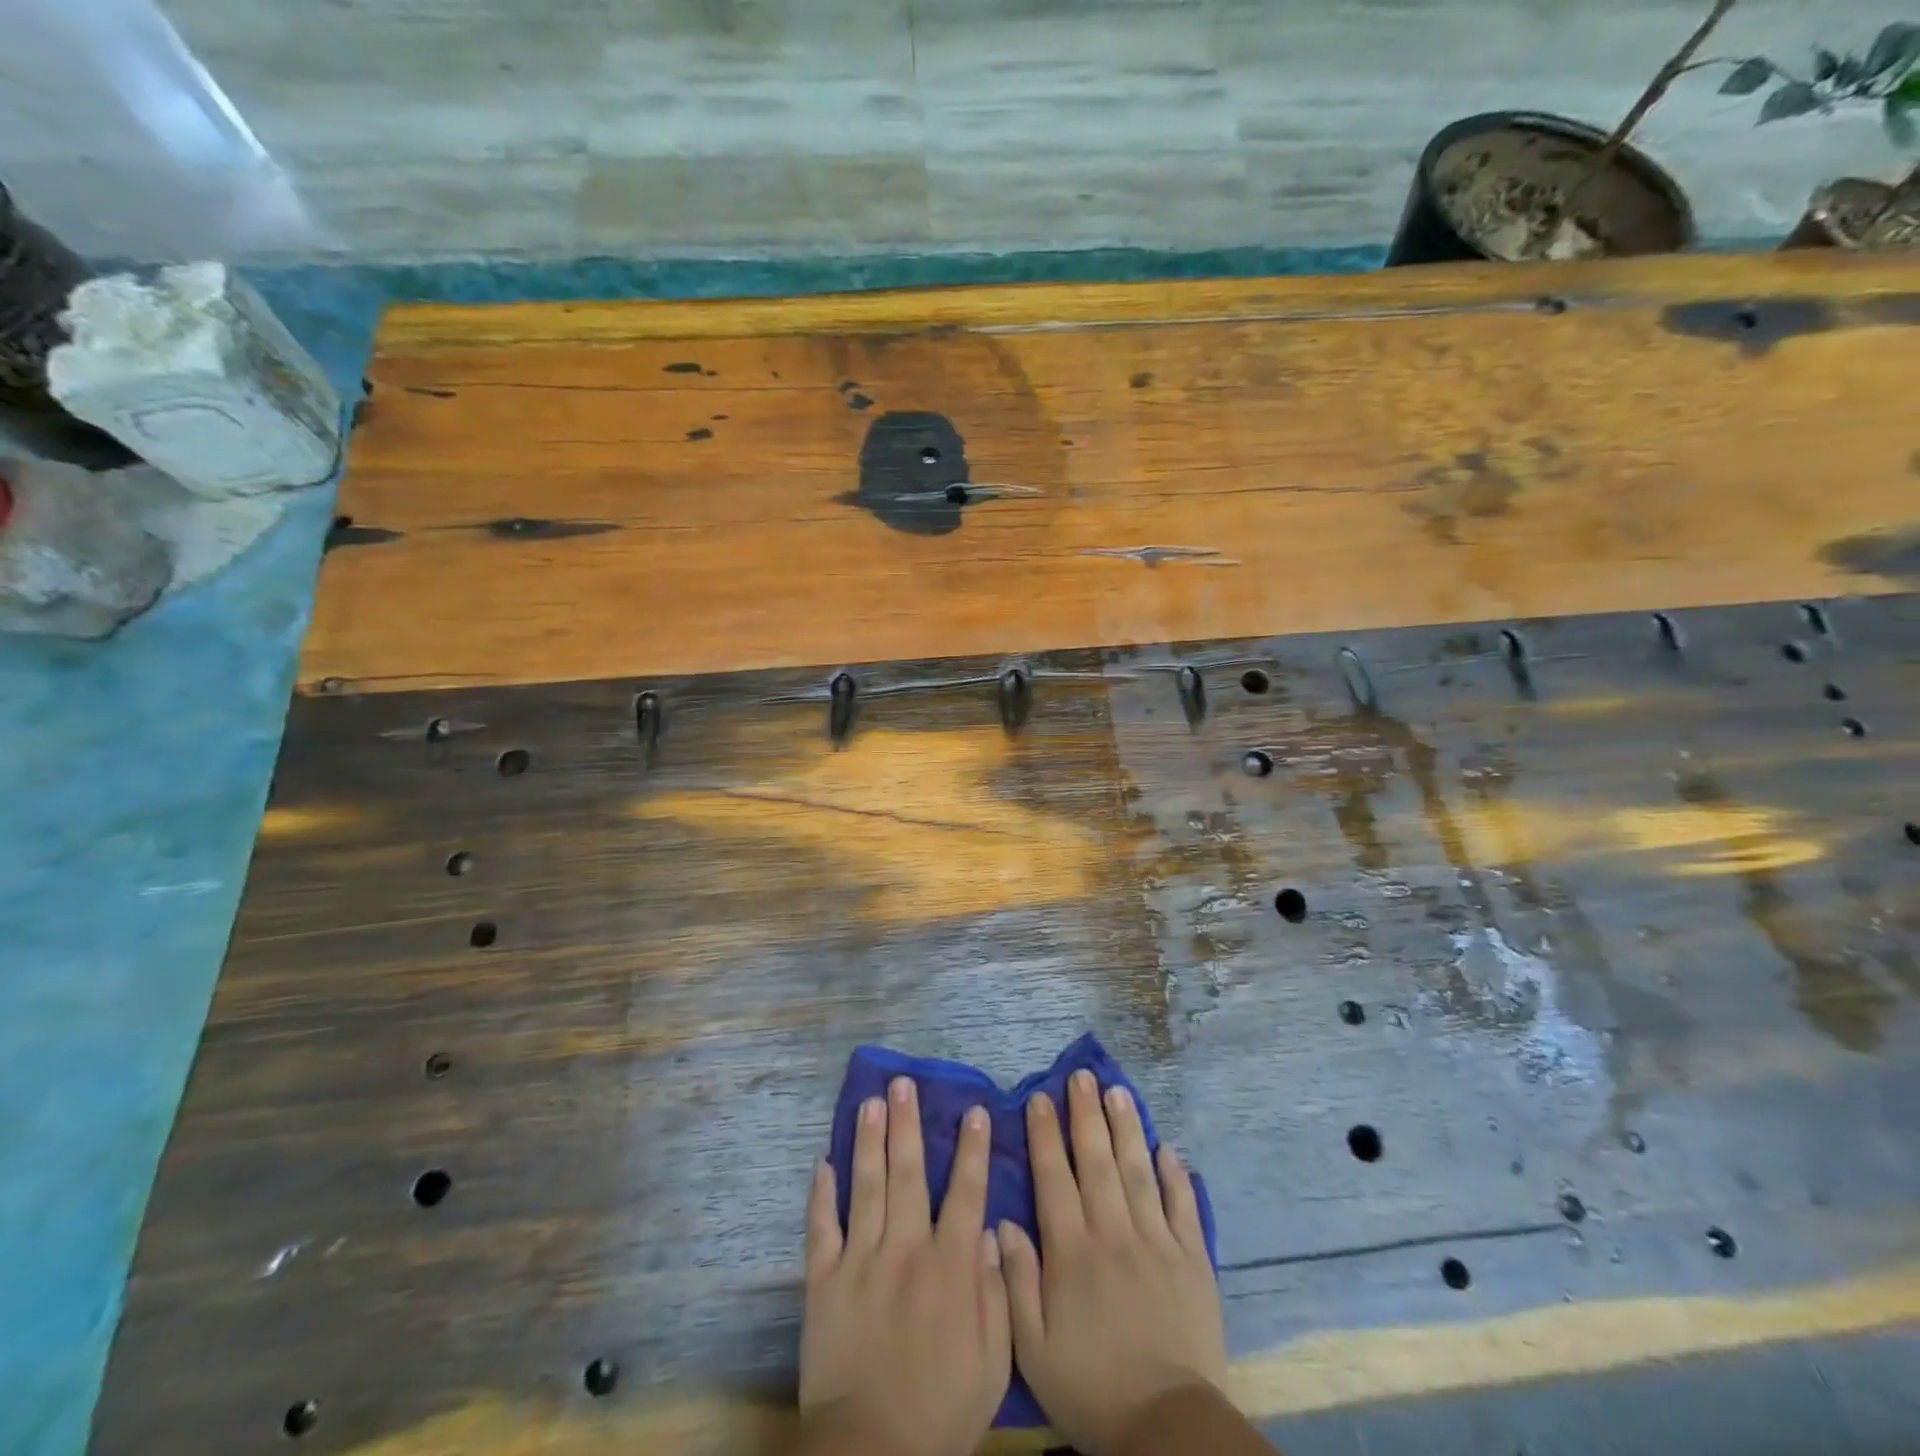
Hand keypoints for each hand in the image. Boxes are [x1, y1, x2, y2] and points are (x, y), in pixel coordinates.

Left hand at [799, 1077, 1010, 1455]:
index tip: (974, 1110)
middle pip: (908, 1173)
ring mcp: (860, 1261)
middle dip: (907, 1124)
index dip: (972, 1149)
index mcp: (949, 1267)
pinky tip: (823, 1162)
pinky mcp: (823, 1281)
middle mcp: (905, 1250)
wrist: (872, 1454)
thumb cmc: (941, 1411)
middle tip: (904, 1084)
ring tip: (870, 1102)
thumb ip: (996, 1293)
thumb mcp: (992, 1362)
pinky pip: (821, 1228)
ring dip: (869, 1140)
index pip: (966, 1192)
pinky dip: (821, 1194)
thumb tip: (988, 1233)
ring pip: (865, 1186)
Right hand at [998, 1070, 1226, 1453]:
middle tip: (1082, 1075)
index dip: (1045, 1134)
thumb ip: (1016, 1282)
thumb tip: (1002, 1222)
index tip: (1040, 1098)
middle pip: (1097, 1161)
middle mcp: (1113, 1234)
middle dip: (1086, 1114)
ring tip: (1118, 1091)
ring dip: (1127, 1128)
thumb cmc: (1091, 1388)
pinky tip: (1168, 1147)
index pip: (1055, 1178)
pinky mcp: (1193, 1260)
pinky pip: (1183, 1207)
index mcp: (1072, 1252)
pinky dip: (1176, 1174)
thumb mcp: (1033, 1349)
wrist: (1167, 1430)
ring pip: (1138, 1171)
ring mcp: (1157, 1243)